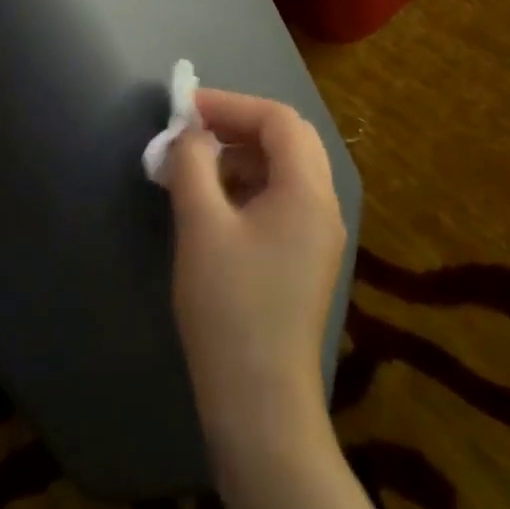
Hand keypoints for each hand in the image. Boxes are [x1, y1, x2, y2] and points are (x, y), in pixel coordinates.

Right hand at [164, 89, 347, 467]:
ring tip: (195, 164)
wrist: (260, 404)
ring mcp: (318, 235)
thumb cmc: (229, 306)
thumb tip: (186, 133)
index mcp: (308, 191)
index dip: (232, 104)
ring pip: (285, 168)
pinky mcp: (304, 258)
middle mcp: (324, 206)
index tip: (186, 108)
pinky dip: (248, 183)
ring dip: (242, 154)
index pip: (279, 119)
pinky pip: (282, 198)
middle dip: (239, 124)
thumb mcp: (201, 224)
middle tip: (193, 129)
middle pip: (288, 139)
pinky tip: (213, 201)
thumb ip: (191, 164)